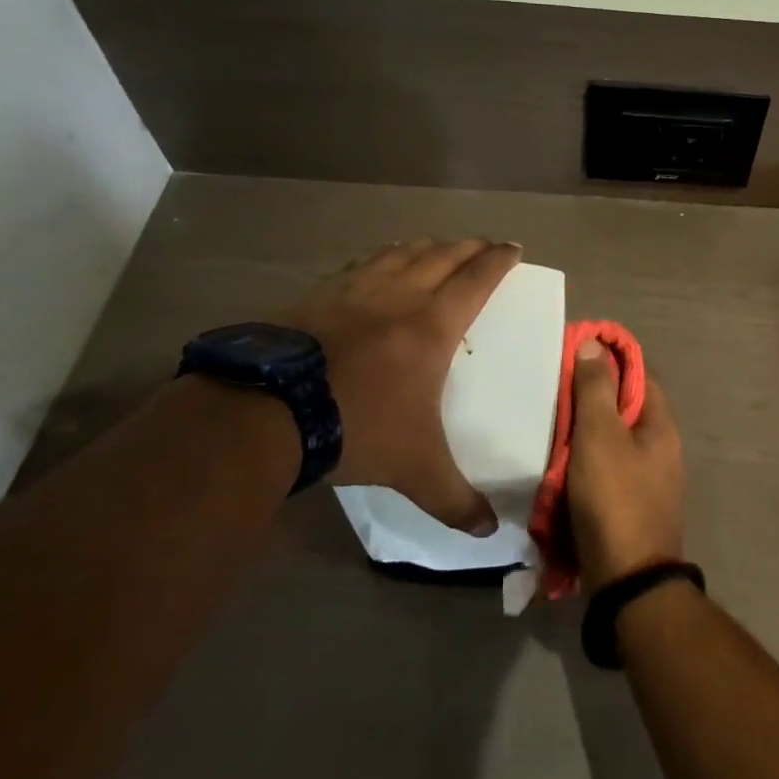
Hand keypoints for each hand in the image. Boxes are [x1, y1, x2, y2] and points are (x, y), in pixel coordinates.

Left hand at [280, 238, 519, 534]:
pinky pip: (361, 264)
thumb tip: (490, 533)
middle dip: (469, 247)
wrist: (266, 412)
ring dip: (427, 246)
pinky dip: (382, 257)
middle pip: (442, 256)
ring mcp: (355, 290)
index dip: (498, 260)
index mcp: (432, 327)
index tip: (513, 248)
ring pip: (401, 252)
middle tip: (484, 245)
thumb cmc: (356, 429)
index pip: (476, 279)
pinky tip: (377, 264)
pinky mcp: (318, 294)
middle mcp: (399, 296)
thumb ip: (454, 499)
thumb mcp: (414, 469)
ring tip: (437, 246)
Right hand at [565, 339, 685, 588]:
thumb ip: (595, 389)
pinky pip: (602, 470)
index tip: (574, 351)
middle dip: (589, 397)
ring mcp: (646, 480)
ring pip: (610, 441)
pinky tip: (554, 464)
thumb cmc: (615, 500)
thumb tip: (594, 343)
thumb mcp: (600, 437)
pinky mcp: (627, 506)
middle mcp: (659, 448)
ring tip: (545, 422)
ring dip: (581, 432)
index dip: (609, 358)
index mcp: (660, 426)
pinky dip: (580, 463)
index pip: (638, 373)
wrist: (627, 582)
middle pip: (622, 407)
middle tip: (550, 389)